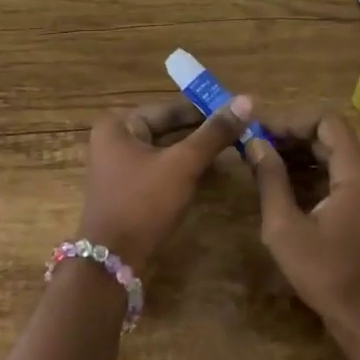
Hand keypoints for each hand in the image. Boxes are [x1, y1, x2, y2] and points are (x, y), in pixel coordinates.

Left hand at [77, 96, 251, 265]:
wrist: (113, 260)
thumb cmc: (144, 203)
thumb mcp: (183, 164)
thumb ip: (214, 133)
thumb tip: (247, 100)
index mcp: (119, 124)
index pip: (170, 108)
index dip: (206, 108)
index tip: (239, 109)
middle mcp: (114, 139)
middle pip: (167, 128)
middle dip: (202, 130)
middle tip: (241, 129)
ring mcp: (119, 166)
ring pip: (166, 149)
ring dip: (195, 150)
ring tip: (233, 148)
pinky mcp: (128, 189)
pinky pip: (160, 169)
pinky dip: (183, 168)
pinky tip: (210, 171)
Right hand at [247, 110, 359, 359]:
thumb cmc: (326, 274)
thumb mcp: (286, 228)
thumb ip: (270, 180)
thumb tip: (255, 144)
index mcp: (356, 174)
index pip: (327, 122)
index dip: (292, 120)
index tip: (260, 131)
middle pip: (330, 138)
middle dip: (291, 136)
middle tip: (253, 146)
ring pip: (332, 158)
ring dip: (298, 156)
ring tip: (260, 163)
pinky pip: (336, 178)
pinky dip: (309, 175)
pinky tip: (280, 187)